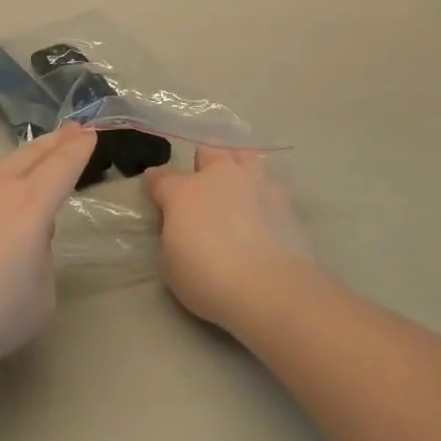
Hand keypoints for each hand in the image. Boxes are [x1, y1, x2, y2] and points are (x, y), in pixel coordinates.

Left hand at [0, 124, 95, 373]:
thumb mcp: (41, 294)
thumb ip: (42, 254)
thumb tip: (27, 234)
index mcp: (30, 206)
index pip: (63, 165)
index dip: (79, 148)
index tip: (89, 133)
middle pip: (30, 154)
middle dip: (54, 141)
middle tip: (71, 129)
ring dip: (15, 168)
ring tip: (24, 175)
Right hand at [145, 147, 321, 332]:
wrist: (269, 289)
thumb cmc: (208, 279)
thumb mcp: (171, 262)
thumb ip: (173, 232)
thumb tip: (180, 223)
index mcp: (183, 192)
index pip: (161, 176)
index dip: (156, 182)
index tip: (156, 190)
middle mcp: (218, 176)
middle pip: (207, 151)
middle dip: (202, 164)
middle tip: (203, 187)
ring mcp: (254, 182)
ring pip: (243, 156)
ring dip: (236, 166)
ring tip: (237, 186)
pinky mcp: (285, 199)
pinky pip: (269, 181)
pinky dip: (262, 190)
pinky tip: (263, 207)